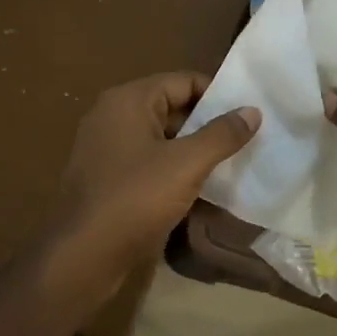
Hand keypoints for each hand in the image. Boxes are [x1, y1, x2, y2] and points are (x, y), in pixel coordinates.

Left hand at [48, 72, 259, 285]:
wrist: (84, 254)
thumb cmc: (135, 198)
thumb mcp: (186, 164)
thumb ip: (222, 135)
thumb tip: (252, 111)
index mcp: (128, 101)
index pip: (183, 81)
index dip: (218, 95)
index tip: (249, 114)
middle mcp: (113, 117)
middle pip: (171, 108)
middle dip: (208, 125)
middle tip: (247, 141)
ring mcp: (107, 150)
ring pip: (161, 140)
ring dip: (193, 151)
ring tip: (232, 165)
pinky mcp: (107, 179)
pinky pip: (148, 164)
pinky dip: (174, 172)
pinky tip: (201, 190)